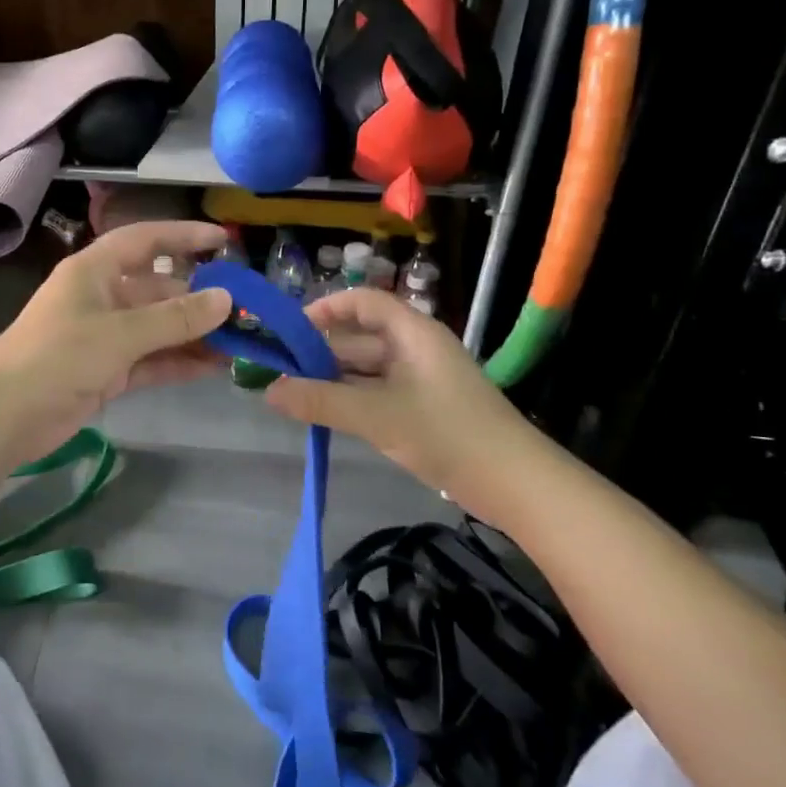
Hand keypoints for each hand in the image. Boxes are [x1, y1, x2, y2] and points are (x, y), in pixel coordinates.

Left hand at [0, 220, 233, 461]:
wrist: (5, 415)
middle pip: (159, 290)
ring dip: (195, 335)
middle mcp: (102, 297)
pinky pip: (151, 360)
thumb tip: (226, 299)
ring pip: (159, 329)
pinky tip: (214, 368)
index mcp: (96, 270)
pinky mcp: (106, 371)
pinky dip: (179, 363)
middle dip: (200, 300)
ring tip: (241, 343)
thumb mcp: (120, 333)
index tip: (224, 240)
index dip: (184, 236)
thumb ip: (175, 318)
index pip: (146, 240)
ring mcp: (104, 336)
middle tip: (247, 312)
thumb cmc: (58, 356)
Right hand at [263, 286, 544, 526]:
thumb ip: (321, 401)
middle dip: (320, 353)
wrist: (516, 484)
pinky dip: (351, 399)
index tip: (290, 332)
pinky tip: (326, 415)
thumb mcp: (377, 416)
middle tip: (279, 373)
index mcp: (412, 332)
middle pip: (359, 337)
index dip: (325, 309)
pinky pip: (377, 392)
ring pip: (366, 369)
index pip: (362, 302)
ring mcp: (421, 379)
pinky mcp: (424, 407)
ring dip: (332, 379)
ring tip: (293, 396)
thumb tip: (268, 391)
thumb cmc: (448, 434)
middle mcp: (415, 348)